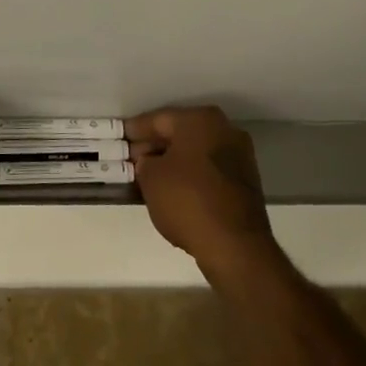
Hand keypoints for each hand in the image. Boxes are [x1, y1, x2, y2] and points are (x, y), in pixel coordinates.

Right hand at [129, 106, 278, 282]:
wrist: (236, 246)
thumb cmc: (188, 201)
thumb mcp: (151, 178)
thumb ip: (144, 162)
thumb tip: (150, 162)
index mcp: (200, 120)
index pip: (158, 119)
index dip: (135, 130)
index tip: (119, 138)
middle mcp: (224, 130)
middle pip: (180, 133)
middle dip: (155, 145)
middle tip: (131, 159)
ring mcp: (239, 156)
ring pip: (196, 152)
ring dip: (173, 161)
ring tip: (149, 176)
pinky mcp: (246, 182)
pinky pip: (209, 170)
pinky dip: (190, 175)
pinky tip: (173, 189)